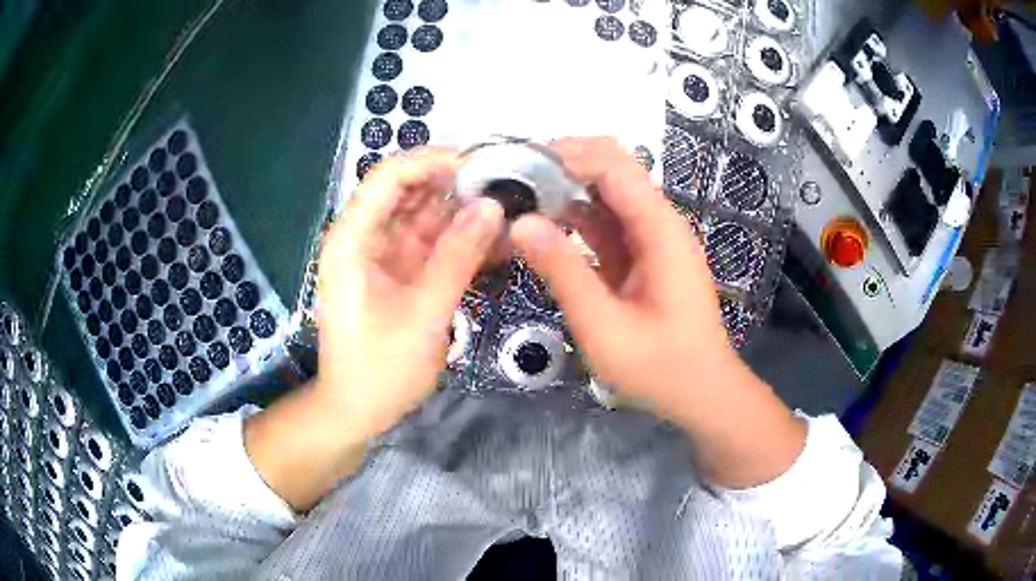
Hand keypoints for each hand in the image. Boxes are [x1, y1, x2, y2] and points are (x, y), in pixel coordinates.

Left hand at [317, 149, 504, 437]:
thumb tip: (493, 207)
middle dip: (456, 185)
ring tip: (511, 210)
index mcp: (353, 239)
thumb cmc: (379, 369)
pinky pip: (432, 245)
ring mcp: (383, 255)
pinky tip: (496, 242)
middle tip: (508, 186)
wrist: (356, 411)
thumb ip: (457, 257)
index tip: (482, 165)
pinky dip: (461, 242)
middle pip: (410, 191)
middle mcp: (365, 237)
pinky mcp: (400, 274)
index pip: (390, 176)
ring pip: (426, 216)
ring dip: (464, 213)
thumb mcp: (423, 314)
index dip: (432, 160)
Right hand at [511, 137, 732, 413]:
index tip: (516, 162)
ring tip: (516, 196)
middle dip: (563, 165)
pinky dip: (575, 218)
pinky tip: (542, 225)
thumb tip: (519, 223)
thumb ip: (563, 271)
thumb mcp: (604, 326)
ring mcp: (652, 238)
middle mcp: (659, 222)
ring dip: (565, 189)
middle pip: (612, 168)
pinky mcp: (642, 256)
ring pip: (606, 193)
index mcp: (660, 229)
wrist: (701, 393)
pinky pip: (606, 223)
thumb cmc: (659, 368)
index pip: (613, 165)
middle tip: (511, 178)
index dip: (566, 154)